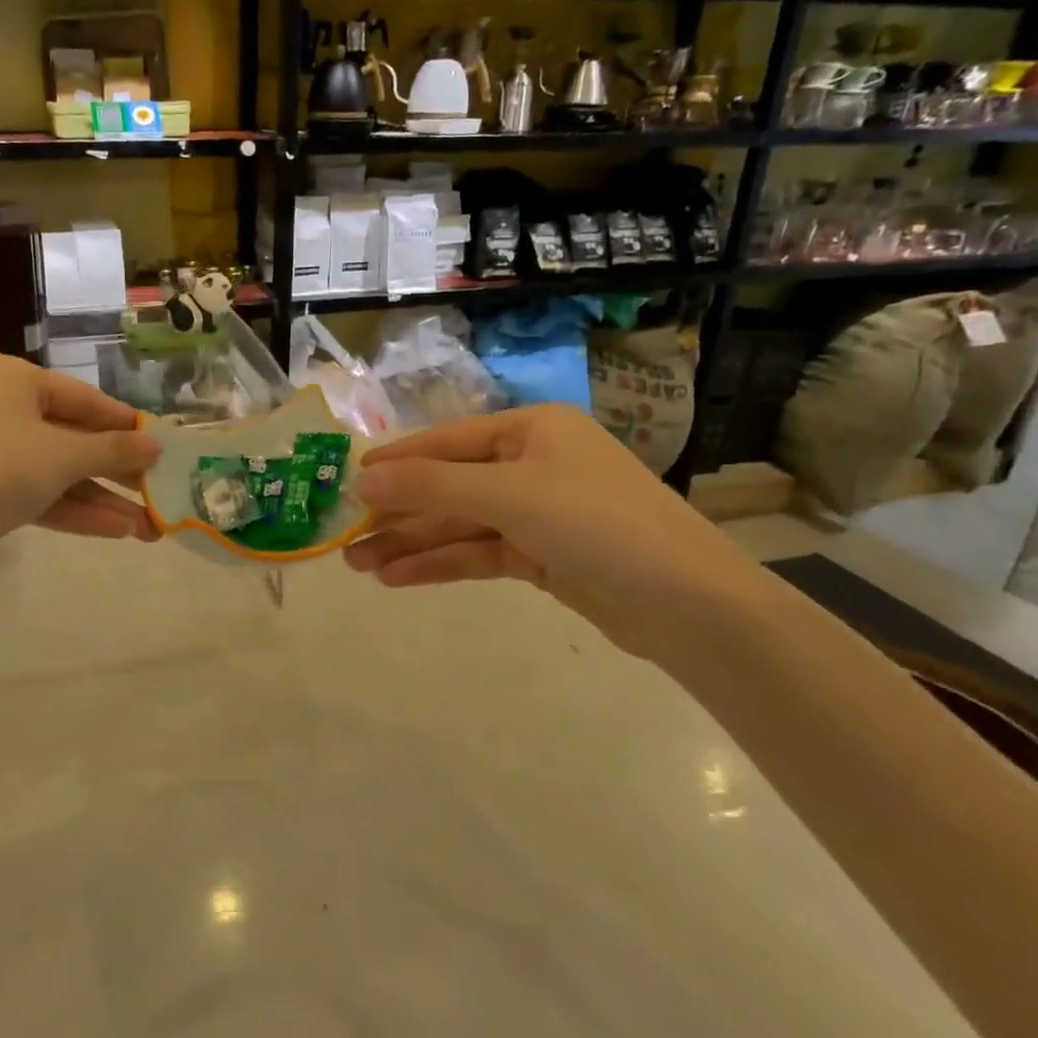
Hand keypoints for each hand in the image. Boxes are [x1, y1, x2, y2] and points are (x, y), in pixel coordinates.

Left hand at [0, 353, 159, 579]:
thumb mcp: (63, 455)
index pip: (83, 398)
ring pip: (57, 470)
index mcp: (9, 377)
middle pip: (71, 436)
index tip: (161, 445)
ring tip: (148, 526)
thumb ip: (114, 449)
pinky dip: (73, 509)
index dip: (125, 425)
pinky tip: (117, 531)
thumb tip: (156, 445)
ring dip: (101, 498)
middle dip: (116, 472)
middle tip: (158, 490)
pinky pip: (37, 491)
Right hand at [344, 404, 764, 660]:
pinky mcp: (542, 556)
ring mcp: (538, 512)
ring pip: (460, 524)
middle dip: (398, 512)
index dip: (396, 462)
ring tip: (359, 565)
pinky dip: (441, 564)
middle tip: (345, 536)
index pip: (446, 443)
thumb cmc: (598, 524)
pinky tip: (399, 578)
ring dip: (411, 543)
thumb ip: (431, 486)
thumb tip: (362, 475)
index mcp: (530, 430)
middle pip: (449, 486)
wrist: (691, 608)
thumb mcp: (508, 495)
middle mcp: (532, 464)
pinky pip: (479, 552)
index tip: (348, 480)